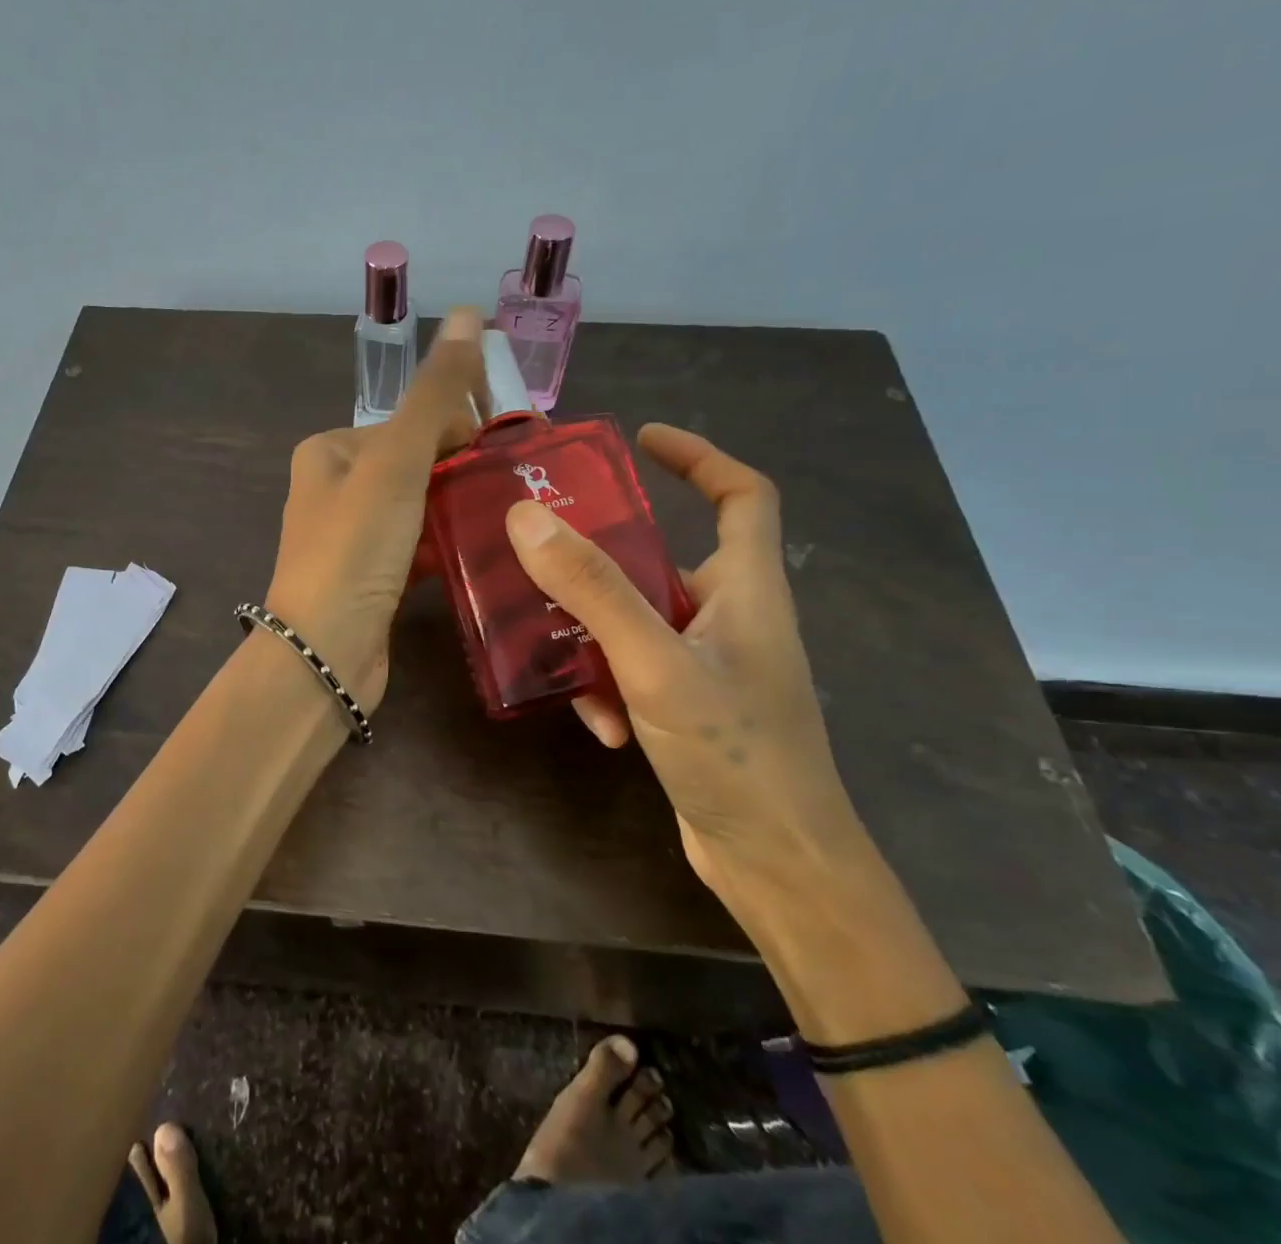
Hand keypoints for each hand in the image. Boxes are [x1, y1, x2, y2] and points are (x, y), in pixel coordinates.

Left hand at [265, 308, 484, 709]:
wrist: (325, 653)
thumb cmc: (356, 548)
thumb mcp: (397, 462)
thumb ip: (435, 393)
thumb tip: (468, 313)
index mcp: (330, 451)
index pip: (409, 422)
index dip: (462, 429)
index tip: (515, 446)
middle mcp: (334, 487)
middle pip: (416, 463)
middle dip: (465, 469)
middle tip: (523, 483)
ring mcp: (351, 536)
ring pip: (419, 506)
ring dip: (461, 506)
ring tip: (517, 513)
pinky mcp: (370, 578)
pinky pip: (417, 546)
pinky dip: (447, 543)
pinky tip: (486, 547)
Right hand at [504, 424, 869, 929]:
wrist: (779, 866)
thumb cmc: (737, 754)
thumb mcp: (656, 665)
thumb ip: (594, 590)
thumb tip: (528, 516)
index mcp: (747, 589)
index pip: (743, 495)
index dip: (699, 456)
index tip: (641, 441)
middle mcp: (731, 617)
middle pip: (665, 558)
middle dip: (605, 556)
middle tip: (545, 547)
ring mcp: (708, 665)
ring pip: (635, 619)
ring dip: (594, 635)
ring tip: (556, 653)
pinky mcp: (686, 706)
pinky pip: (632, 670)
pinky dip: (608, 686)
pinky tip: (596, 725)